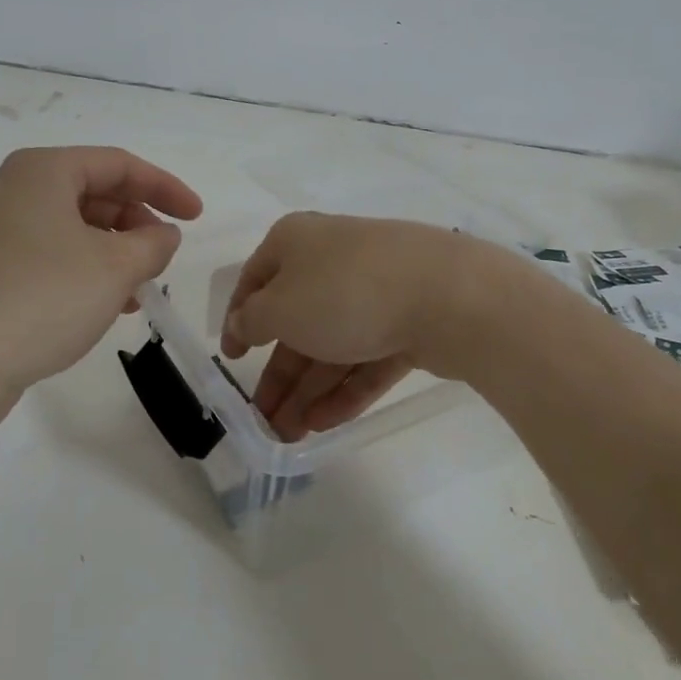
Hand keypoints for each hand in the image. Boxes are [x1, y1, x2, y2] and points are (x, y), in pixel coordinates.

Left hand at [0, 147, 202, 393]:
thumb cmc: (44, 297)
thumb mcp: (115, 267)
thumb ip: (152, 243)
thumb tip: (163, 234)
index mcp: (43, 171)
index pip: (119, 164)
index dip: (165, 187)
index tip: (197, 217)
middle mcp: (15, 190)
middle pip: (94, 193)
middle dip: (137, 223)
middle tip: (164, 256)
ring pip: (74, 228)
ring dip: (115, 252)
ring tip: (140, 288)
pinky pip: (52, 254)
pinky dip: (86, 270)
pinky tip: (108, 304)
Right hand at [219, 213, 506, 438]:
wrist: (449, 295)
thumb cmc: (344, 293)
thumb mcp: (280, 308)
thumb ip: (252, 320)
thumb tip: (243, 321)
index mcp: (295, 242)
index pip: (255, 280)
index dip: (239, 319)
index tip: (232, 358)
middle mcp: (332, 260)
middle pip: (295, 321)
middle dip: (278, 374)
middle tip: (262, 420)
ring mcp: (375, 290)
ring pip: (332, 344)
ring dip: (307, 391)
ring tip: (289, 436)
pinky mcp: (408, 321)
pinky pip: (367, 356)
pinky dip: (345, 389)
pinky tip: (324, 425)